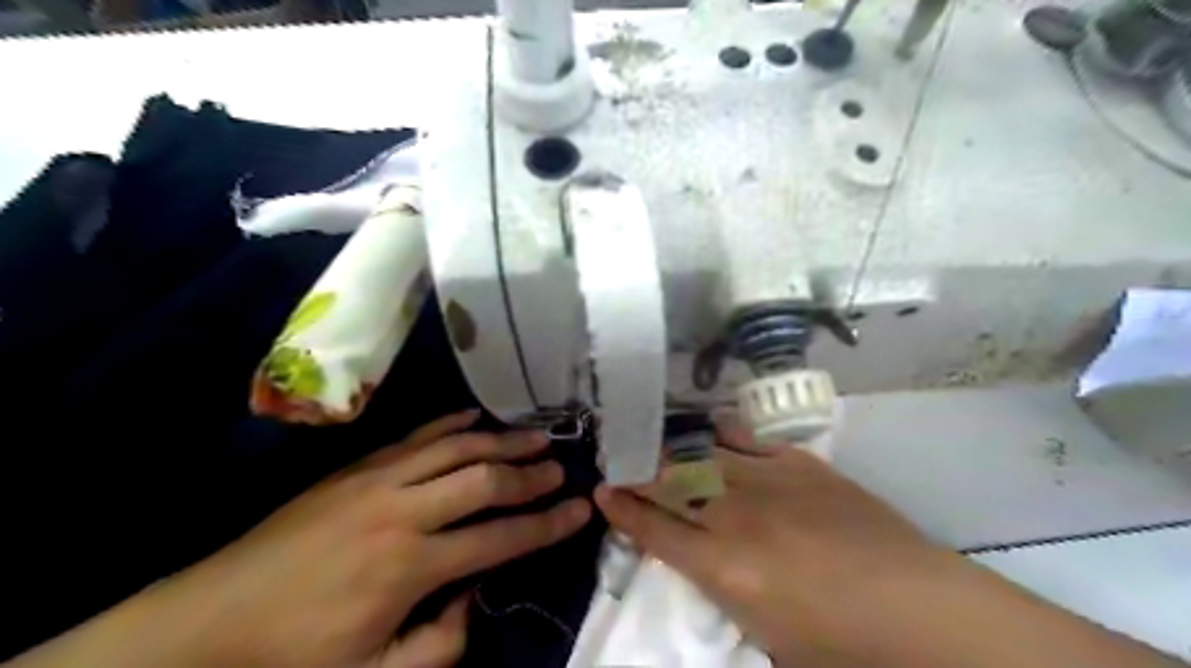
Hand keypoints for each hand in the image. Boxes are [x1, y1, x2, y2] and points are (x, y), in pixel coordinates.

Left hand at [131, 413, 588, 667]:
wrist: (206, 622)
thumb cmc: (293, 656)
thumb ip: (440, 643)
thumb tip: (474, 597)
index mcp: (411, 566)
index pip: (500, 537)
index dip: (547, 524)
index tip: (581, 508)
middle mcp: (403, 511)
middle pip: (484, 480)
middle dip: (530, 473)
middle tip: (562, 466)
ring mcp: (378, 480)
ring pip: (455, 447)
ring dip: (501, 440)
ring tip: (536, 433)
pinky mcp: (357, 467)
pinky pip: (415, 436)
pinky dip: (450, 423)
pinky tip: (475, 417)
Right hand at [595, 421, 966, 664]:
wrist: (919, 608)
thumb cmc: (841, 644)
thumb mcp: (766, 638)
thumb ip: (724, 593)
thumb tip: (701, 562)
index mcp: (724, 568)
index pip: (655, 530)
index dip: (623, 510)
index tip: (602, 492)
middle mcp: (736, 516)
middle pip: (672, 484)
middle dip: (640, 472)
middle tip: (621, 461)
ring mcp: (769, 482)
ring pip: (705, 456)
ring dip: (674, 451)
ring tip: (657, 444)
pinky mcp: (801, 464)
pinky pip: (751, 439)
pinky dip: (725, 432)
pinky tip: (711, 426)